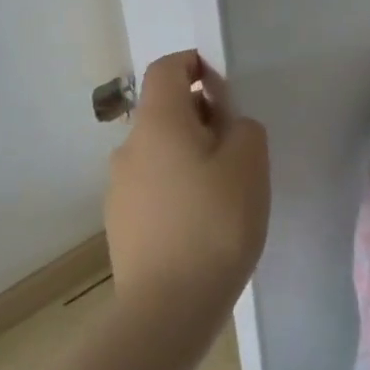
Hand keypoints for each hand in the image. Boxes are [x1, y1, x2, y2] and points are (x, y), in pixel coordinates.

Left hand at [105, 51, 269, 312]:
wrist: (169, 305)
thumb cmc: (216, 221)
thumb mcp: (250, 162)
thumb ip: (244, 128)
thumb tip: (227, 126)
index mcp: (159, 123)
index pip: (166, 69)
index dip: (194, 64)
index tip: (224, 84)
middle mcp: (129, 148)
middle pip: (164, 112)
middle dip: (200, 116)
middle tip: (238, 145)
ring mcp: (119, 188)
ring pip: (159, 152)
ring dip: (189, 154)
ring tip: (224, 188)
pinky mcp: (121, 222)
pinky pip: (153, 186)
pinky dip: (178, 186)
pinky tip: (202, 220)